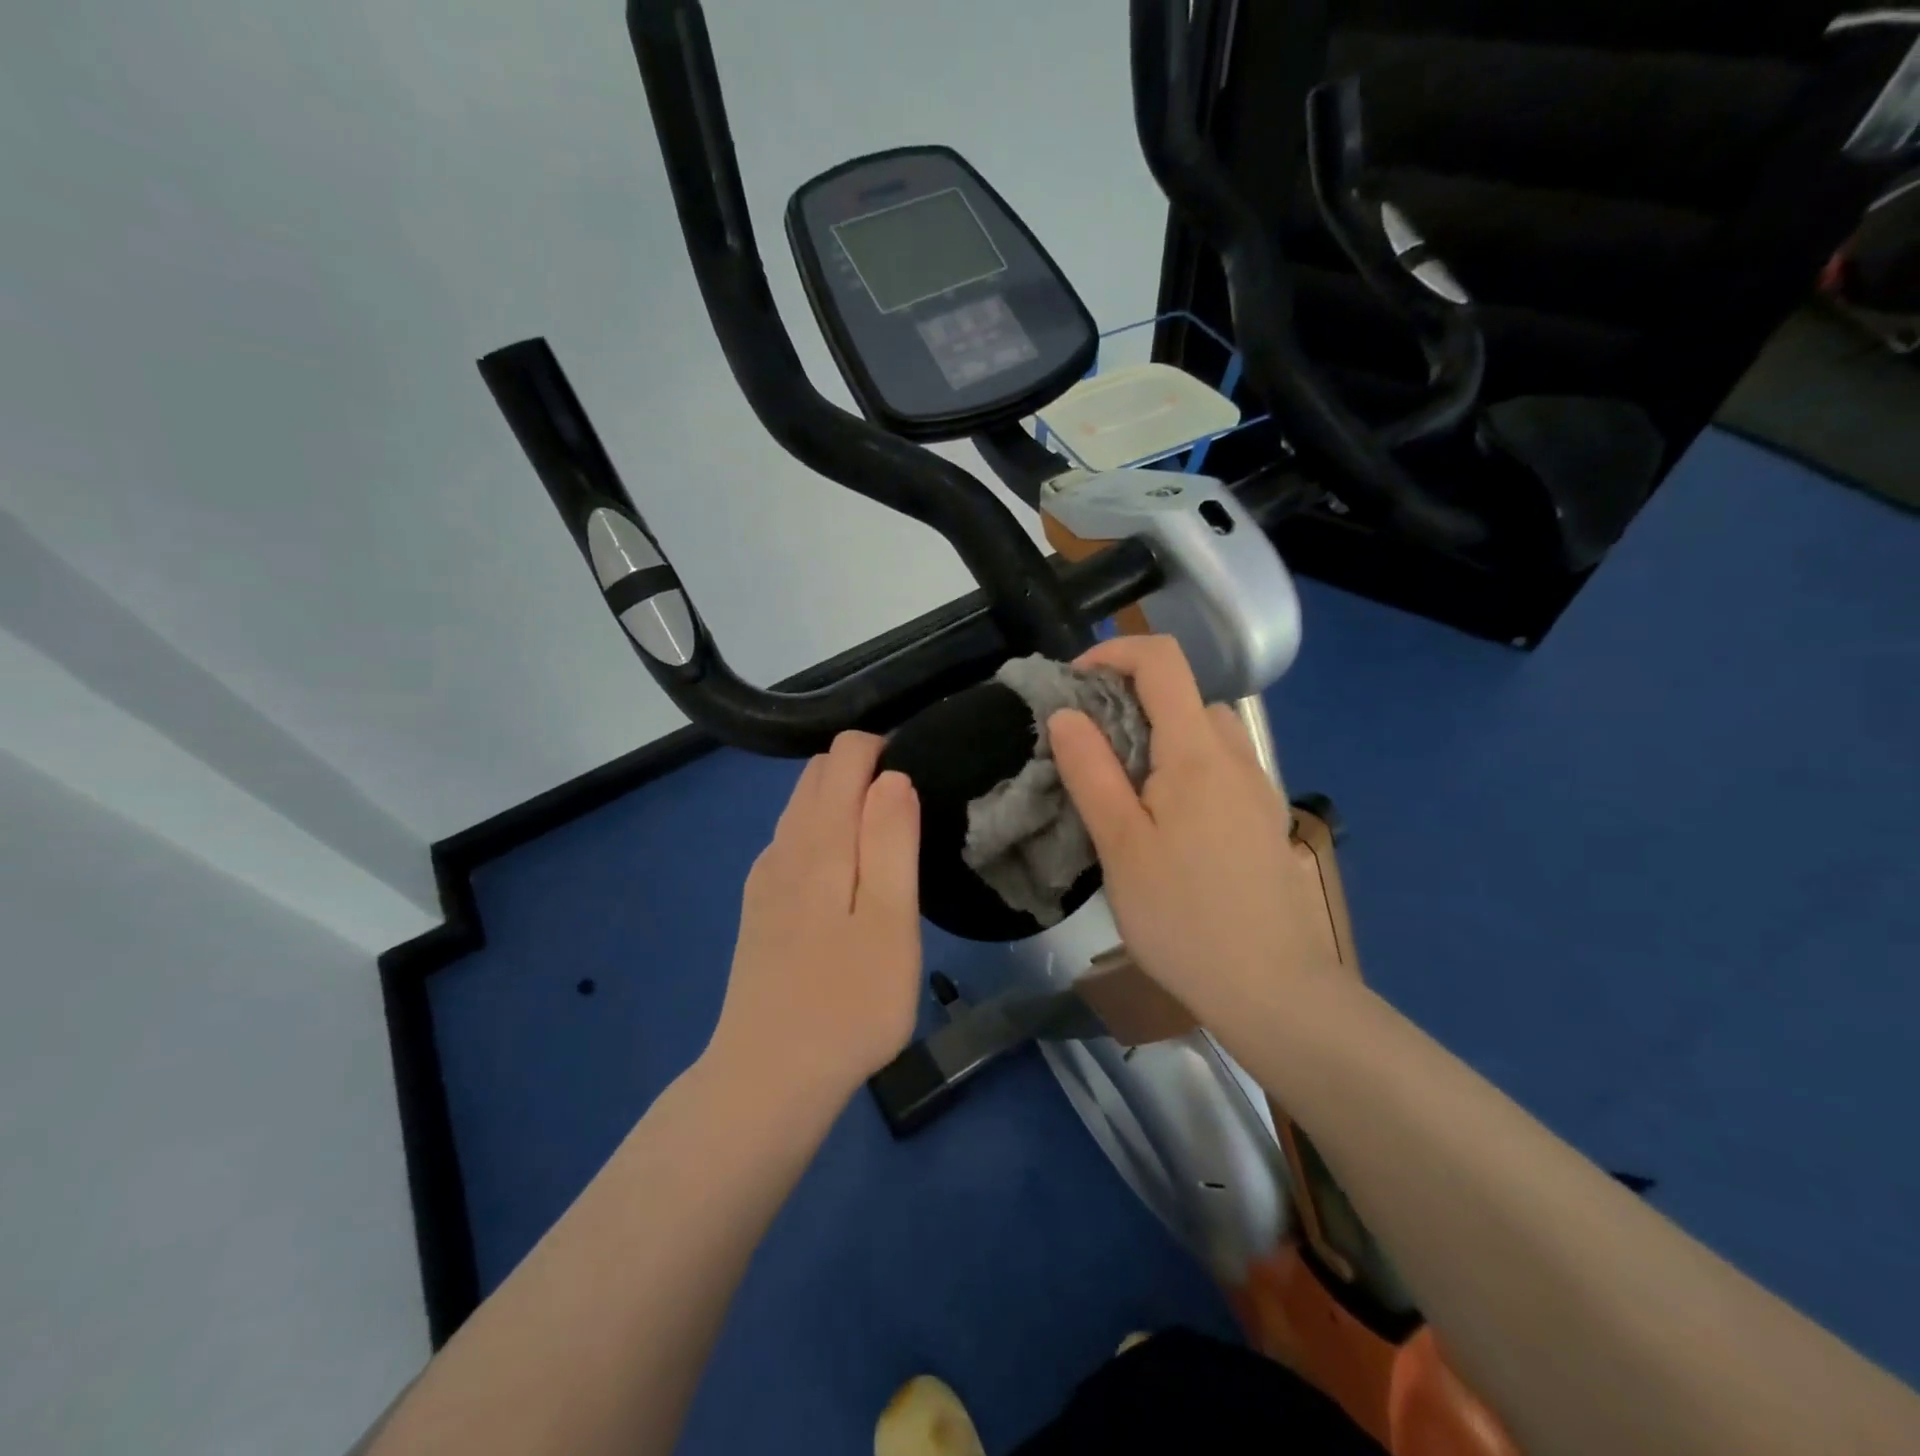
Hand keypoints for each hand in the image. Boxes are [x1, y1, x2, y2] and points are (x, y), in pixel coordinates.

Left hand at [708, 732, 922, 1104]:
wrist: (768, 1078)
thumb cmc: (848, 1003)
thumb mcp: (890, 921)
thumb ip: (890, 841)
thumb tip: (892, 776)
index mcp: (818, 839)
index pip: (845, 754)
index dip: (885, 751)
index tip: (920, 788)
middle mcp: (782, 844)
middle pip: (819, 773)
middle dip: (865, 772)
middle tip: (911, 820)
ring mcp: (764, 876)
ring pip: (804, 807)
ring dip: (844, 804)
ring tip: (888, 848)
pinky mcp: (760, 906)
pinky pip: (793, 842)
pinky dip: (824, 835)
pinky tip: (847, 882)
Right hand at [1048, 636, 1344, 1029]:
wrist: (1273, 990)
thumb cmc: (1184, 916)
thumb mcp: (1120, 844)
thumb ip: (1091, 771)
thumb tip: (1066, 713)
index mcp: (1197, 752)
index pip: (1162, 660)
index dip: (1113, 654)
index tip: (1072, 686)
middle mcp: (1236, 756)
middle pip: (1183, 695)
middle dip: (1130, 701)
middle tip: (1088, 748)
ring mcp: (1257, 789)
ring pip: (1205, 732)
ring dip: (1159, 736)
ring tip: (1121, 786)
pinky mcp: (1262, 820)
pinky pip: (1220, 767)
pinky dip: (1184, 766)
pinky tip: (1164, 823)